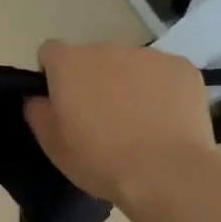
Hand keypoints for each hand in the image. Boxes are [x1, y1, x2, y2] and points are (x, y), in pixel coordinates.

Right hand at [23, 40, 215, 206]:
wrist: (166, 173)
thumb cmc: (101, 160)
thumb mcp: (53, 146)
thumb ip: (38, 113)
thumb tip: (39, 98)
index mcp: (69, 63)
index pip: (50, 52)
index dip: (53, 74)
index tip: (62, 102)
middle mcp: (106, 48)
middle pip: (93, 58)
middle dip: (94, 80)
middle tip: (103, 119)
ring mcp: (148, 55)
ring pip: (130, 65)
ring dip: (129, 83)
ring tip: (140, 123)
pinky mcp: (182, 67)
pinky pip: (164, 74)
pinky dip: (162, 90)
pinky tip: (167, 120)